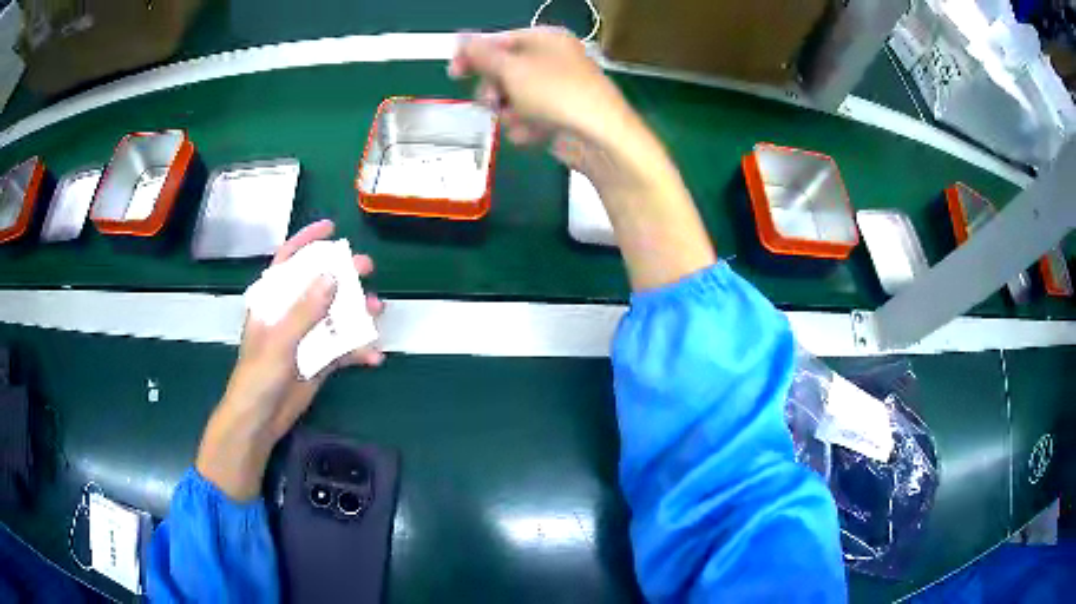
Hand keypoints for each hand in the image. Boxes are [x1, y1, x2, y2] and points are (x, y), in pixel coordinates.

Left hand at [196, 220, 384, 499]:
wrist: (260, 420)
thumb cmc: (259, 375)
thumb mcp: (280, 341)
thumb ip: (305, 310)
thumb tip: (333, 275)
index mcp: (272, 301)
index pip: (288, 261)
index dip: (307, 241)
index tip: (332, 228)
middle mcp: (290, 313)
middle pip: (319, 284)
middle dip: (343, 274)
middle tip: (368, 268)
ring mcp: (306, 337)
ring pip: (336, 315)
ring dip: (357, 312)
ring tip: (377, 310)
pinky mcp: (319, 361)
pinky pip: (343, 349)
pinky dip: (359, 351)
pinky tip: (374, 357)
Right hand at [452, 28, 715, 291]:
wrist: (601, 139)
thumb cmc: (557, 95)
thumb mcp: (512, 70)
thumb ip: (481, 55)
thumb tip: (460, 37)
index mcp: (545, 39)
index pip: (499, 41)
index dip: (473, 56)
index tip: (453, 73)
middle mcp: (551, 59)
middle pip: (503, 71)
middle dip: (494, 90)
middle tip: (493, 101)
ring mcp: (556, 88)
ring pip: (511, 97)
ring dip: (508, 112)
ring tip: (519, 120)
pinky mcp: (558, 115)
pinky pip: (527, 117)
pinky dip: (525, 127)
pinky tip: (534, 134)